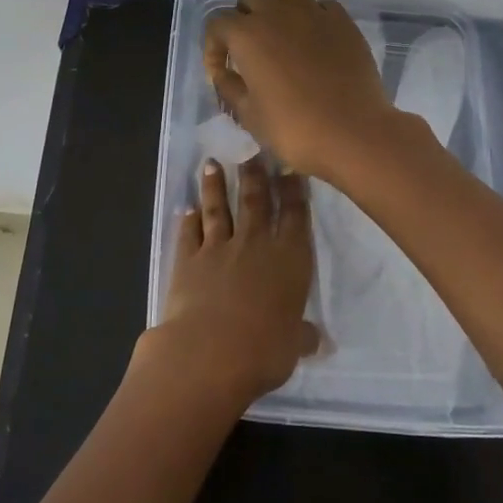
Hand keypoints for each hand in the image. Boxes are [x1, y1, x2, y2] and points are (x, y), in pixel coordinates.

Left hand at [134, 158, 319, 410]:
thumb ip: (301, 335)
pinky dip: (187, 220)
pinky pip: (189, 233)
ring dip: (215, 186)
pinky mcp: (187, 258)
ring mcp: (218, 248)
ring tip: (211, 164)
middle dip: (255, 175)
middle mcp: (255, 244)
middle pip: (255, 201)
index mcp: (289, 259)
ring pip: (218, 209)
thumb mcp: (293, 346)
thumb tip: (316, 338)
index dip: (293, 190)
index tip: (290, 167)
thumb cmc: (264, 349)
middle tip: (251, 152)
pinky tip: (186, 209)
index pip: (295, 216)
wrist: (209, 350)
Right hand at [203, 0, 397, 177]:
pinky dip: (312, 16)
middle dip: (244, 16)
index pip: (217, 23)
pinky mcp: (343, 22)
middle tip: (249, 48)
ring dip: (278, 6)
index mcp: (247, 35)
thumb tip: (223, 74)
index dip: (213, 46)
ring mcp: (313, 13)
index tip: (221, 71)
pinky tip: (314, 40)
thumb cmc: (292, 127)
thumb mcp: (248, 114)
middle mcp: (277, 13)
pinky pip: (321, 5)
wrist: (352, 132)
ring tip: (282, 34)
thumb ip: (229, 88)